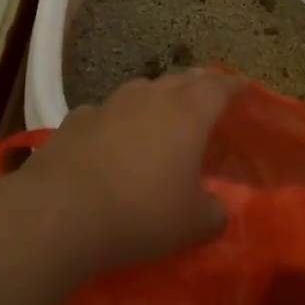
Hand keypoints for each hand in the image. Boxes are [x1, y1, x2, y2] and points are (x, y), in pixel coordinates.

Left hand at [26, 71, 243, 269]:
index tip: (243, 86)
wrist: (60, 211)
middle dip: (198, 84)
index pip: (218, 87)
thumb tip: (218, 209)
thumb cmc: (141, 213)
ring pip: (142, 89)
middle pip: (182, 79)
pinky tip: (111, 135)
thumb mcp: (192, 225)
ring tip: (162, 110)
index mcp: (188, 114)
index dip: (233, 85)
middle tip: (207, 93)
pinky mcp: (76, 119)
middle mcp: (151, 98)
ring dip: (157, 96)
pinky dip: (117, 119)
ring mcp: (110, 104)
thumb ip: (214, 213)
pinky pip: (106, 111)